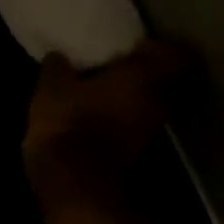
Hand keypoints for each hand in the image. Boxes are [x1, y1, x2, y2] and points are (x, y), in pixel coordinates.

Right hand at [23, 41, 188, 203]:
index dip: (158, 46)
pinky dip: (123, 114)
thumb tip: (60, 56)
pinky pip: (136, 121)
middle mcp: (158, 100)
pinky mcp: (138, 149)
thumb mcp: (51, 87)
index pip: (172, 54)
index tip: (137, 42)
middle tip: (117, 62)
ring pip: (151, 101)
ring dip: (134, 95)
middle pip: (165, 79)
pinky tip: (98, 111)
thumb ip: (58, 68)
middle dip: (144, 71)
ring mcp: (151, 128)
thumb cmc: (68, 120)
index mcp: (141, 77)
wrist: (76, 180)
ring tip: (104, 87)